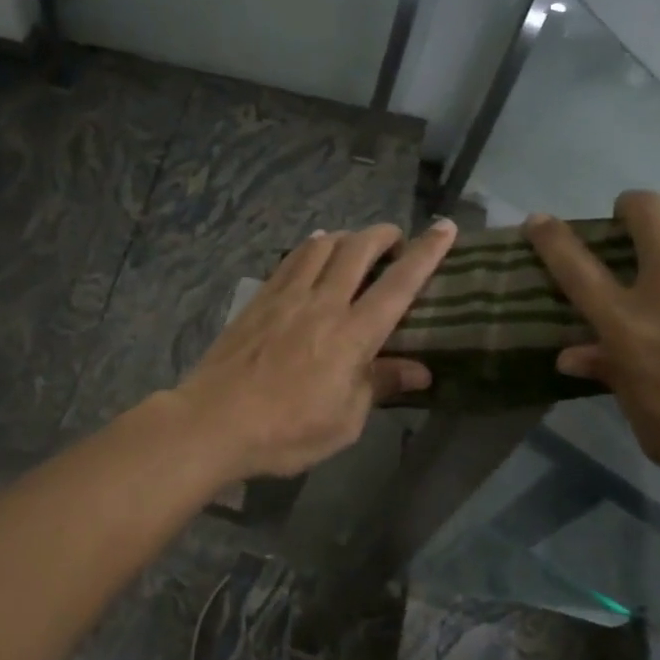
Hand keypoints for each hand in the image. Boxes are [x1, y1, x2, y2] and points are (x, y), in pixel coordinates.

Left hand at [176, 219, 458, 479]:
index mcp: (352, 336)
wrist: (214, 421)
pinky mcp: (259, 298)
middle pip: (358, 250)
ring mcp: (286, 296)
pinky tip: (314, 249)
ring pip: (322, 246)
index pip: (399, 285)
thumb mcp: (343, 422)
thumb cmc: (285, 432)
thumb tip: (420, 370)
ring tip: (356, 245)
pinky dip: (311, 246)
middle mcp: (322, 304)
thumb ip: (379, 386)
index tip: (444, 227)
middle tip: (396, 240)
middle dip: (384, 235)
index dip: (426, 253)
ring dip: (347, 236)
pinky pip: (291, 259)